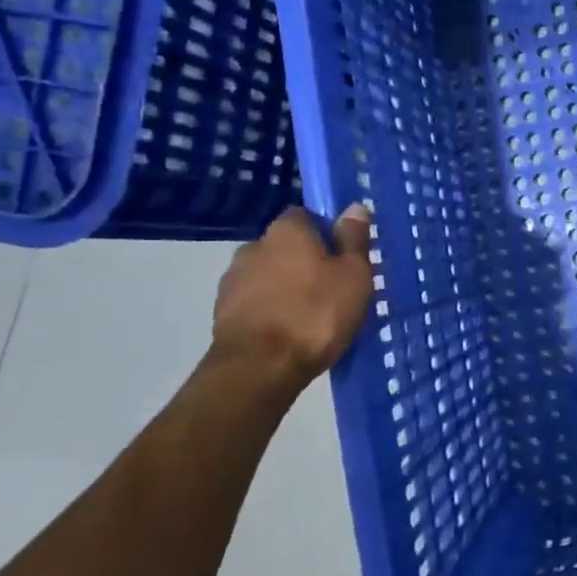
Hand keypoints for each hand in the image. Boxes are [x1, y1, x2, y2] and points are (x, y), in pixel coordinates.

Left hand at [212, 205, 373, 381]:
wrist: (259, 368)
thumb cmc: (316, 314)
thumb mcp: (353, 275)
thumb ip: (354, 239)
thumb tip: (354, 207)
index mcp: (287, 230)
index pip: (307, 216)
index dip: (327, 233)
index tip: (344, 257)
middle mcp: (254, 246)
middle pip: (286, 247)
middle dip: (306, 262)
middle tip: (332, 288)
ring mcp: (233, 280)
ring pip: (269, 275)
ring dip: (286, 287)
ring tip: (311, 315)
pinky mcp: (222, 312)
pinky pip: (256, 302)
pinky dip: (271, 310)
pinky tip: (289, 331)